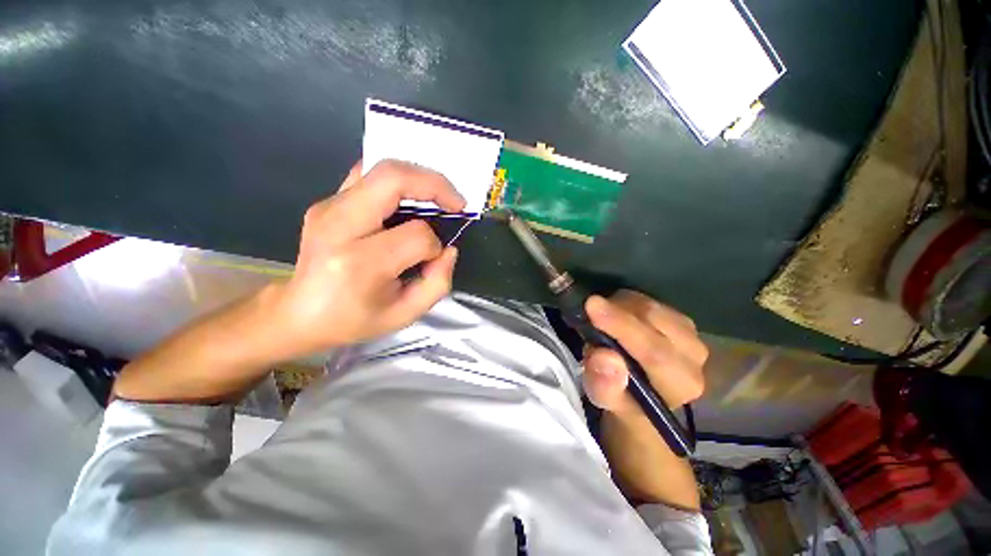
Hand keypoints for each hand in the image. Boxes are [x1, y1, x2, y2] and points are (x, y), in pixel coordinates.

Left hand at [268, 159, 465, 358]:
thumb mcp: (405, 315)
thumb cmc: (354, 319)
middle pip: (393, 179)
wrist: (298, 314)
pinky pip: (368, 175)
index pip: (416, 235)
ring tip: (437, 197)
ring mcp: (328, 208)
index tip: (434, 258)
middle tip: (456, 202)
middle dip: (435, 185)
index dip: (434, 245)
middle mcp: (339, 225)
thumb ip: (438, 282)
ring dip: (419, 178)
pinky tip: (409, 197)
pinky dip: (397, 180)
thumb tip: (449, 248)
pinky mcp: (327, 202)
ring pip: (381, 169)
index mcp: (360, 263)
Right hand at [580, 290, 707, 508]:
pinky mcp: (683, 321)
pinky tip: (618, 315)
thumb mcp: (605, 399)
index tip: (592, 305)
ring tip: (602, 319)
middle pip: (654, 320)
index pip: (653, 350)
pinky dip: (627, 303)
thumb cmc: (622, 399)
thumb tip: (604, 357)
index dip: (621, 325)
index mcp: (680, 383)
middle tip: (588, 310)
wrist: (642, 394)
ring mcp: (692, 335)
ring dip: (620, 305)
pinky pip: (650, 301)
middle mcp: (695, 357)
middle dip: (616, 309)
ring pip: (651, 305)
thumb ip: (604, 385)